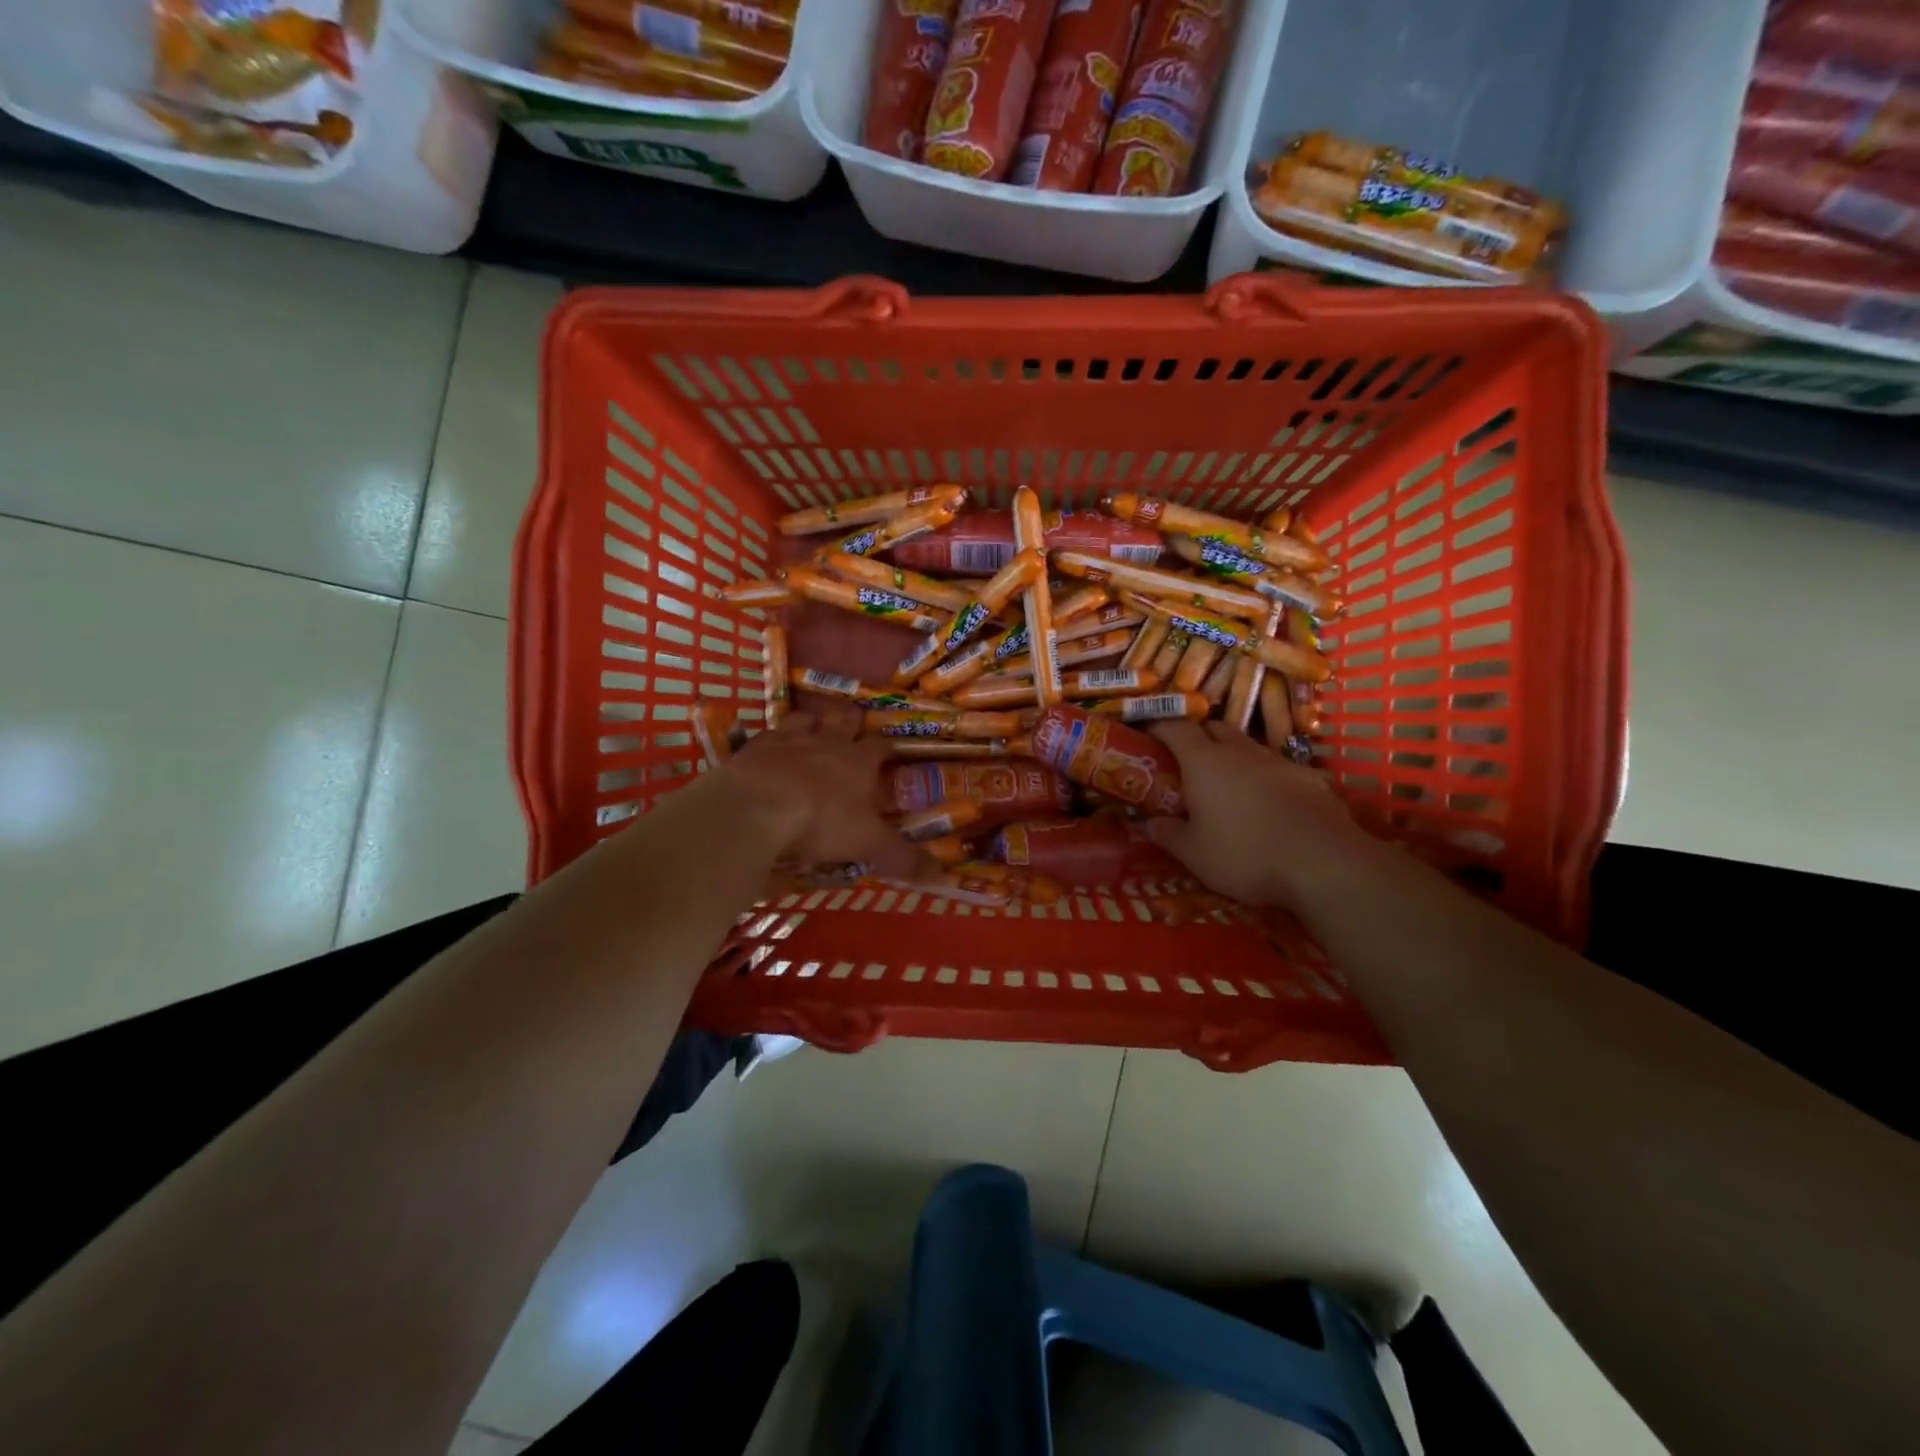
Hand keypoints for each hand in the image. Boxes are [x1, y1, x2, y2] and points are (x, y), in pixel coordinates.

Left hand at [720, 713, 928, 881]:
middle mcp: (826, 742)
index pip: (880, 746)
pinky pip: (767, 735)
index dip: (887, 748)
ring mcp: (788, 740)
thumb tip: (944, 878)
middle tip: (852, 726)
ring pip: (806, 719)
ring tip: (813, 729)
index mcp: (858, 761)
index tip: (890, 753)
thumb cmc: (822, 821)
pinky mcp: (754, 748)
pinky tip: (769, 751)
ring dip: (812, 722)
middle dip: (851, 721)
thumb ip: (903, 859)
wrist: (756, 808)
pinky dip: (772, 740)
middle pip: (844, 720)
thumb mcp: (868, 844)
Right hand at [1147, 720, 1373, 908]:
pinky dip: (1266, 780)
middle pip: (1214, 728)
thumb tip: (1150, 823)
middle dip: (1198, 737)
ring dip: (1233, 758)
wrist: (1322, 863)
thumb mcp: (1193, 853)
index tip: (1149, 735)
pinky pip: (1279, 771)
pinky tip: (1269, 806)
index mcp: (1204, 761)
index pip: (1176, 726)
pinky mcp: (1310, 779)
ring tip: (1227, 787)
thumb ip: (1168, 834)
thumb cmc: (1244, 854)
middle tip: (1186, 762)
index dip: (1160, 726)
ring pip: (1248, 748)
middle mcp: (1240, 751)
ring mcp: (1279, 762)